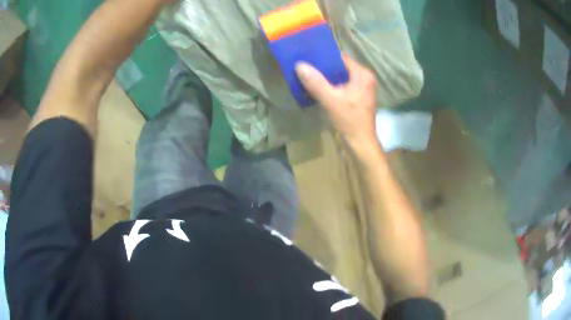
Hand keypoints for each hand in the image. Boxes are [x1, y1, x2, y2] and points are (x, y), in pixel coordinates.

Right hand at [295, 55, 377, 151]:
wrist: (360, 144)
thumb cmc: (349, 121)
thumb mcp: (331, 100)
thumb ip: (315, 82)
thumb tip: (299, 65)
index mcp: (363, 75)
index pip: (341, 58)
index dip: (324, 58)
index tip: (308, 57)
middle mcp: (365, 78)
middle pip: (341, 68)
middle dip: (323, 68)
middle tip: (305, 67)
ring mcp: (362, 89)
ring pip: (340, 78)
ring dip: (326, 78)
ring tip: (308, 76)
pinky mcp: (358, 98)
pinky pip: (342, 86)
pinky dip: (331, 87)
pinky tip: (317, 88)